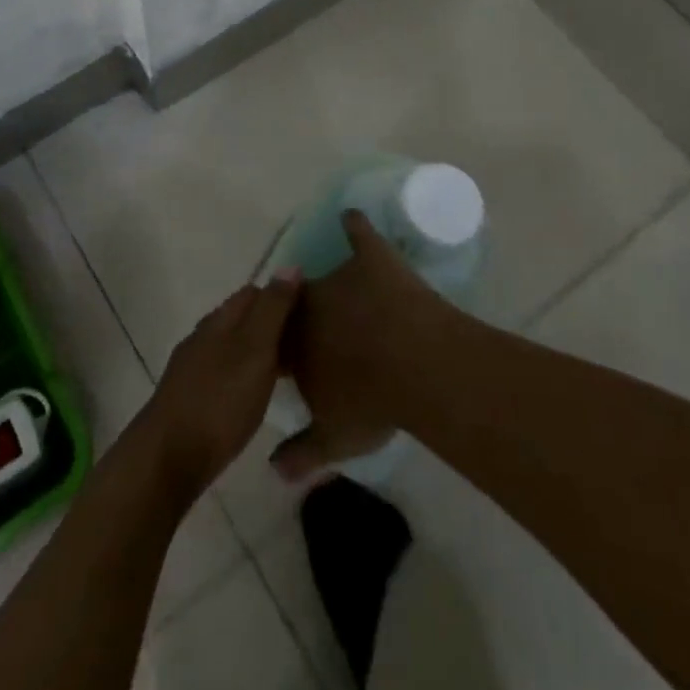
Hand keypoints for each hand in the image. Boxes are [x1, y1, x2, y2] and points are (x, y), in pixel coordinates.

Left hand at [131, 271, 301, 500]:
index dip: (282, 295)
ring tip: (289, 368)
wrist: (169, 457)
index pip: (254, 292)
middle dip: (271, 323)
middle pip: (241, 317)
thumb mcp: (255, 350)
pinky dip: (244, 373)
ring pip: (232, 345)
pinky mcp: (189, 396)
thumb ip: (273, 309)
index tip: (312, 312)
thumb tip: (290, 265)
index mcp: (219, 320)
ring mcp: (193, 366)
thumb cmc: (220, 400)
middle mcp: (203, 336)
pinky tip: (255, 393)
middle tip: (308, 343)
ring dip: (257, 350)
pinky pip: (224, 371)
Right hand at [272, 210, 452, 482]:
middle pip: (296, 304)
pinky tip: (351, 216)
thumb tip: (272, 473)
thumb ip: (302, 454)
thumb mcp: (335, 440)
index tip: (291, 357)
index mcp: (293, 344)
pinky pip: (357, 231)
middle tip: (322, 328)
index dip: (283, 348)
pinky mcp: (371, 256)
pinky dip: (354, 224)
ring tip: (345, 294)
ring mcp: (340, 277)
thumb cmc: (372, 405)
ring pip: (326, 274)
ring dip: (332, 285)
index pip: (276, 341)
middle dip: (303, 315)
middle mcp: (307, 304)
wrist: (417, 366)